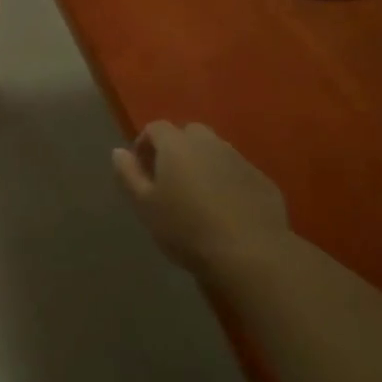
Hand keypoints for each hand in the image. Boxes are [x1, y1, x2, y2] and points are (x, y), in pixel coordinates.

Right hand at [113, 122, 293, 274]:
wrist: (250, 253)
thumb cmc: (186, 229)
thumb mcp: (145, 206)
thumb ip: (128, 175)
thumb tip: (119, 152)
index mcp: (177, 145)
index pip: (156, 128)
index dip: (144, 144)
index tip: (140, 168)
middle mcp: (209, 143)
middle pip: (188, 134)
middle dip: (176, 149)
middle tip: (169, 179)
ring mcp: (240, 159)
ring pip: (215, 151)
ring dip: (203, 163)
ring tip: (197, 195)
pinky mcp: (262, 180)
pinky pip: (237, 172)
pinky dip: (227, 180)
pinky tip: (225, 208)